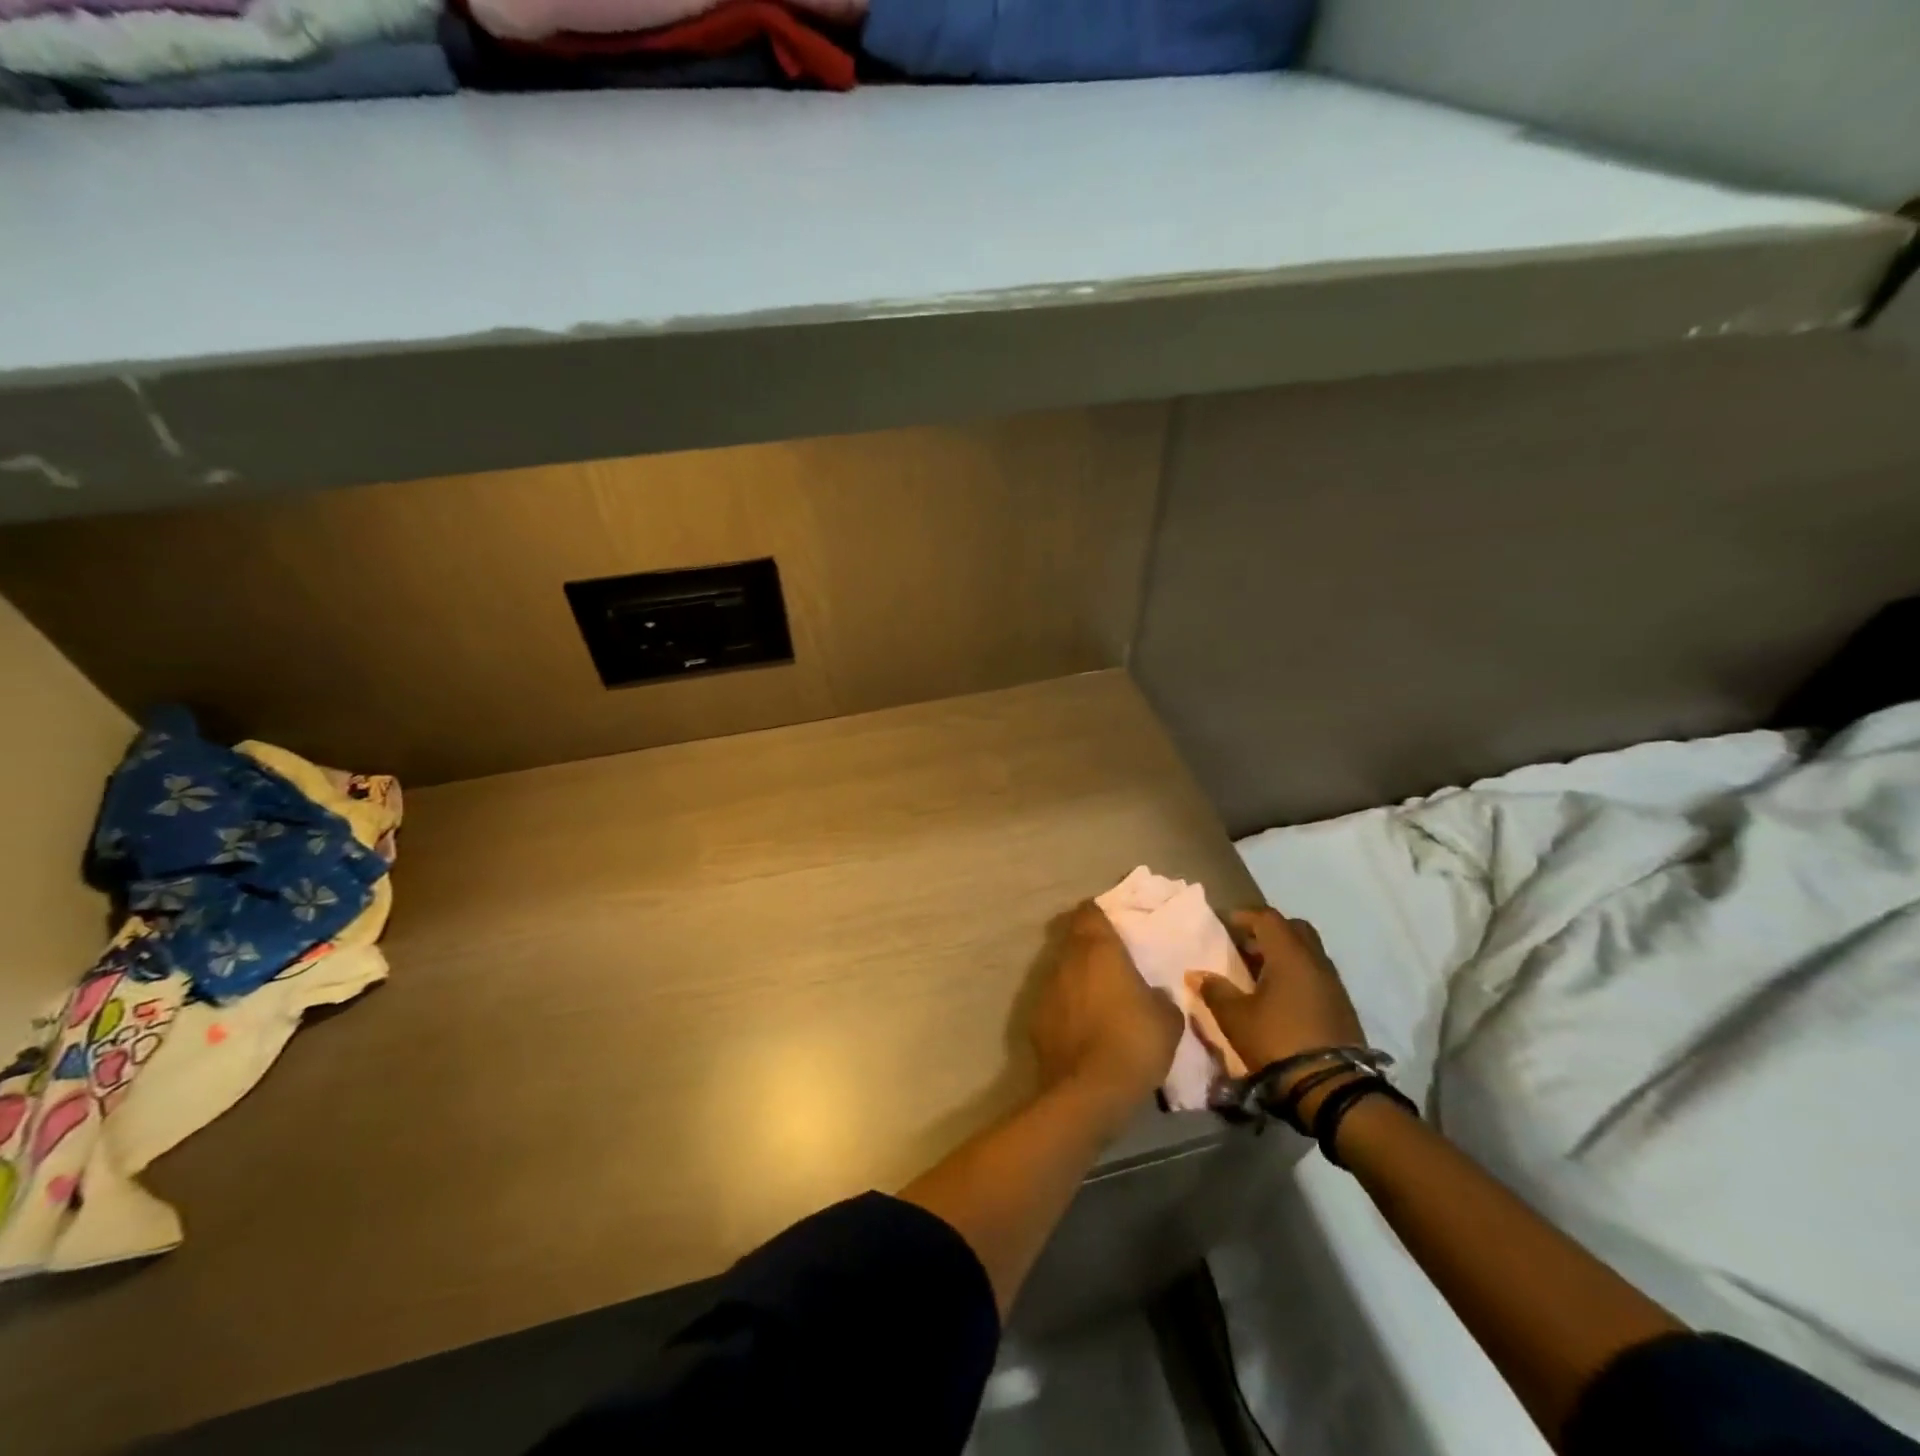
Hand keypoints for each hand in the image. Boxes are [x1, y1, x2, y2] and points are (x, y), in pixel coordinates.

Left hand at [1030, 904, 1181, 1113]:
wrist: (1089, 1091)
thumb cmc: (1134, 1042)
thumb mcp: (1167, 1018)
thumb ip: (1159, 996)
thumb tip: (1152, 994)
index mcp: (1097, 949)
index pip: (1090, 912)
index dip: (1100, 915)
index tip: (1114, 925)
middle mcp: (1066, 961)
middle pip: (1073, 939)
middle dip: (1089, 947)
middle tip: (1112, 962)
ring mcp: (1046, 989)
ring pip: (1062, 971)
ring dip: (1077, 979)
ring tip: (1100, 999)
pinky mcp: (1035, 1019)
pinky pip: (1055, 1003)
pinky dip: (1067, 1008)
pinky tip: (1083, 1029)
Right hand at [1189, 909, 1363, 1092]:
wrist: (1331, 1087)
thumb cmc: (1278, 1041)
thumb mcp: (1236, 1017)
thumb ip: (1215, 990)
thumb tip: (1196, 974)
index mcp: (1290, 955)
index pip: (1267, 918)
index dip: (1243, 916)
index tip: (1223, 923)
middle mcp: (1315, 961)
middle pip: (1293, 929)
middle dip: (1268, 931)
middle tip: (1244, 945)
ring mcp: (1332, 983)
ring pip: (1307, 952)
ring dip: (1283, 954)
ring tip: (1257, 973)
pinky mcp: (1341, 1006)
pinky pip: (1315, 974)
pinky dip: (1296, 974)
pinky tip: (1279, 996)